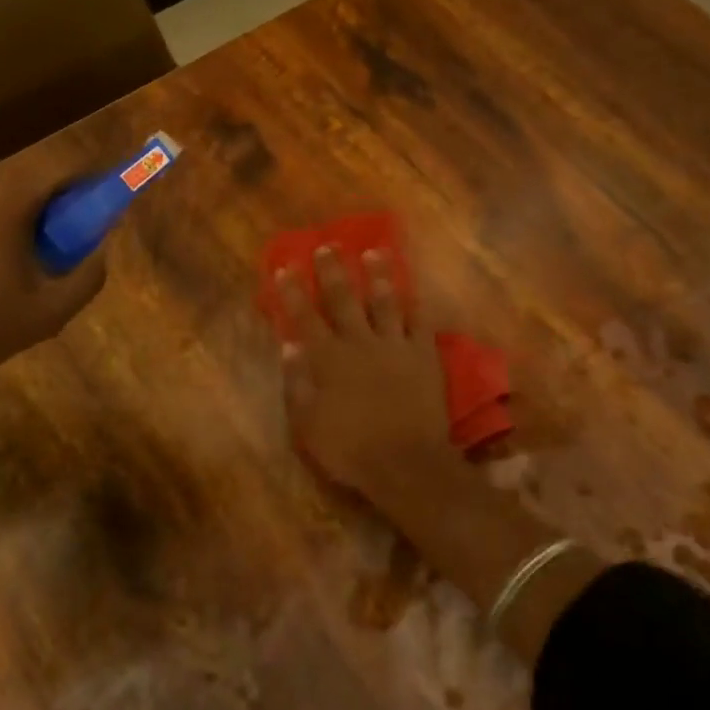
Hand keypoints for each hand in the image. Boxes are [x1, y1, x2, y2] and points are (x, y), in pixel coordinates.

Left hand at [0, 158, 107, 403]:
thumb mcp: (46, 313)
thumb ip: (87, 276)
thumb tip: (99, 250)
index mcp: (5, 195)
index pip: (65, 166)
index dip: (94, 184)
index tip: (108, 212)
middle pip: (34, 181)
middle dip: (60, 211)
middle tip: (69, 254)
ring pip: (4, 198)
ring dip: (26, 224)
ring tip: (26, 275)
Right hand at [278, 244, 466, 508]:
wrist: (405, 463)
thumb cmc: (349, 448)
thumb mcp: (308, 423)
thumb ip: (296, 382)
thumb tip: (288, 346)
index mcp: (328, 359)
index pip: (305, 317)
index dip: (293, 292)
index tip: (286, 267)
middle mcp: (359, 343)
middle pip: (344, 299)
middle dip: (333, 271)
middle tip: (328, 245)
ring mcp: (395, 346)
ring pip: (385, 302)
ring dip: (378, 276)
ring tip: (374, 252)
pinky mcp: (424, 356)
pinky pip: (419, 322)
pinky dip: (414, 304)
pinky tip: (412, 289)